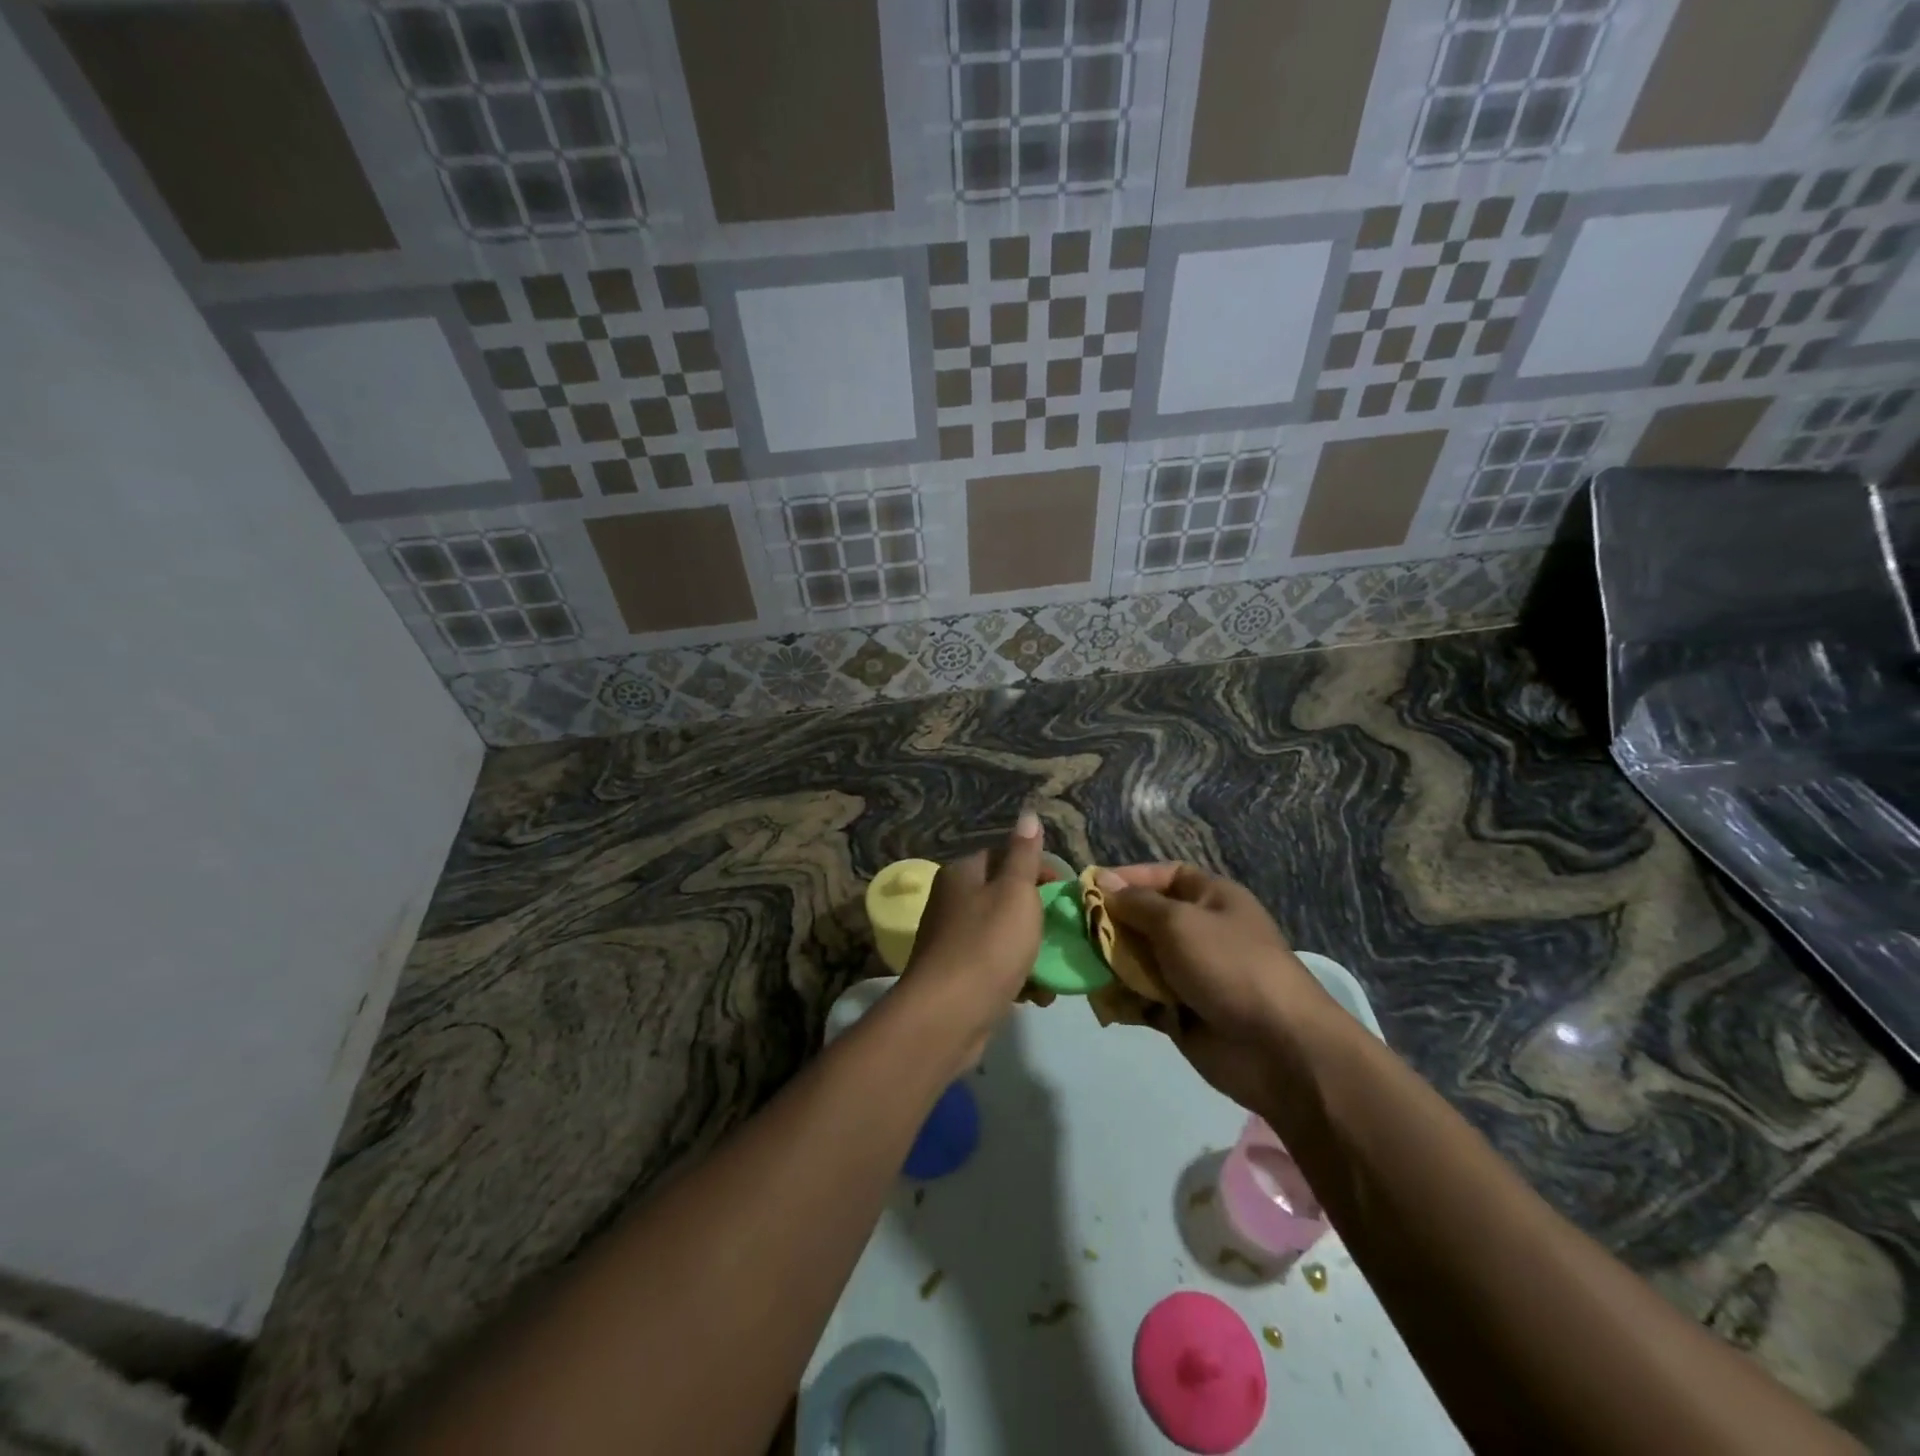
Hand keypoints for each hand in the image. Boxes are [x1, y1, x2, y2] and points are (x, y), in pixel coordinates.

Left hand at [901, 813, 1046, 1068]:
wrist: (948, 1015)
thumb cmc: (988, 945)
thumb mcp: (1015, 892)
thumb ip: (1024, 855)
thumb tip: (1028, 814)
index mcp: (962, 874)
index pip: (1002, 856)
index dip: (1037, 869)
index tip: (1064, 891)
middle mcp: (951, 901)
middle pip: (1002, 897)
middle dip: (1036, 915)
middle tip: (1063, 931)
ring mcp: (951, 940)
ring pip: (1001, 934)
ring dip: (1030, 951)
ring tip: (1053, 970)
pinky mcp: (956, 976)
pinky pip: (994, 966)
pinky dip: (1016, 975)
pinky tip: (1036, 995)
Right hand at [1095, 863, 1339, 1111]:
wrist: (1278, 1047)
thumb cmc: (1229, 966)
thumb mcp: (1178, 922)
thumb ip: (1136, 904)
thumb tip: (1102, 880)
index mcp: (1211, 898)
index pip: (1163, 876)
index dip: (1128, 878)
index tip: (1089, 888)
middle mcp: (1200, 931)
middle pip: (1145, 918)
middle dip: (1111, 924)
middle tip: (1076, 932)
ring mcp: (1191, 974)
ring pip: (1139, 959)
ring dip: (1112, 963)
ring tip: (1084, 969)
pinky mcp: (1181, 1012)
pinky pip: (1142, 998)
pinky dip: (1123, 999)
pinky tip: (1104, 1002)